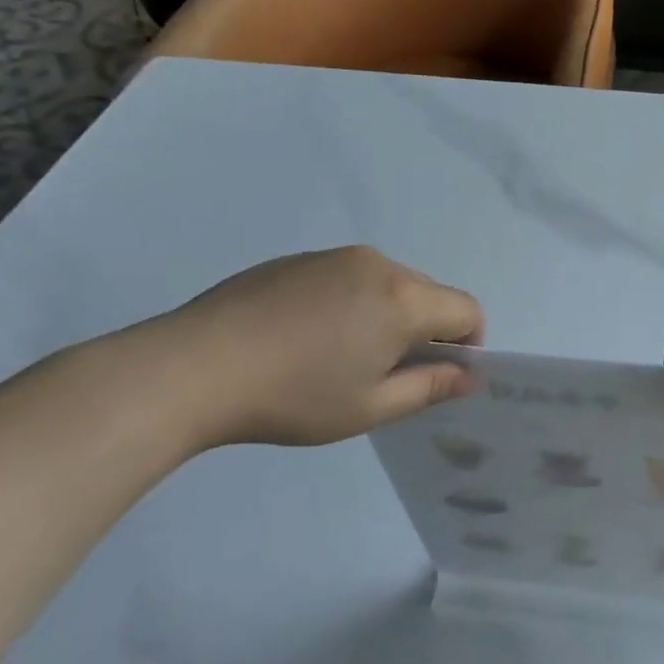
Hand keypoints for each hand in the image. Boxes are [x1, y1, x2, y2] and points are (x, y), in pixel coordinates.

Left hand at [129, 247, 483, 451]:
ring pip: (387, 283)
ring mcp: (334, 256)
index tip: (439, 375)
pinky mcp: (297, 259)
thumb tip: (469, 375)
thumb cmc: (295, 396)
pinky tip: (305, 338)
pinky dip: (349, 303)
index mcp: (403, 298)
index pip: (466, 309)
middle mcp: (377, 264)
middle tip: (385, 373)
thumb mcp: (371, 406)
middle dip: (425, 330)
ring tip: (339, 356)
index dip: (468, 344)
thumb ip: (430, 387)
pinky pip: (347, 277)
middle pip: (427, 292)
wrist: (194, 367)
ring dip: (386, 315)